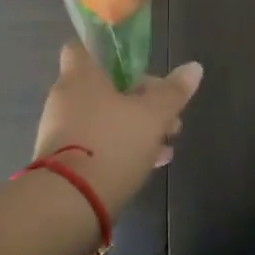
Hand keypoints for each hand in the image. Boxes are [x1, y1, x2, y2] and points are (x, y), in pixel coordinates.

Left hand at [33, 41, 203, 216]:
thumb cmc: (111, 144)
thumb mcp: (152, 116)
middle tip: (166, 115)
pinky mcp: (60, 163)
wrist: (68, 206)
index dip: (107, 53)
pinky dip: (117, 150)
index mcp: (80, 75)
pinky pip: (93, 146)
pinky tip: (148, 165)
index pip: (83, 48)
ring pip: (101, 119)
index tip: (133, 67)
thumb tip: (194, 67)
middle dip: (137, 99)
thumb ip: (173, 92)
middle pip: (103, 87)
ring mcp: (59, 131)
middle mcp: (65, 97)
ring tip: (165, 145)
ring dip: (132, 127)